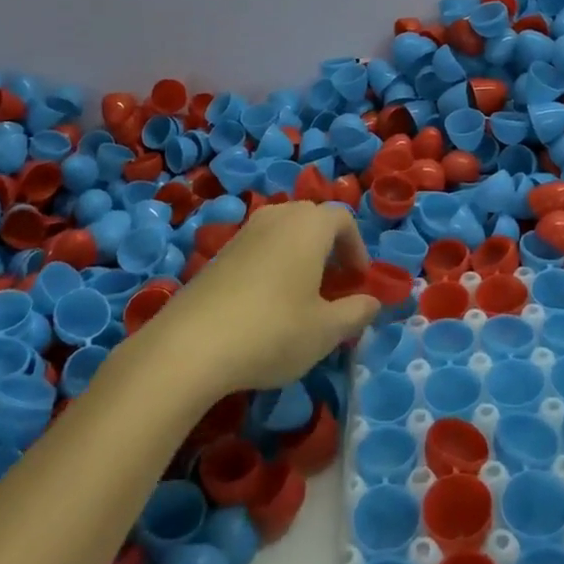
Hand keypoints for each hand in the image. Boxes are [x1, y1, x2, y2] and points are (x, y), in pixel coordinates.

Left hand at [148, 201, 381, 394]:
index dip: (356, 247)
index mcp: (308, 226)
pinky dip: (272, 264)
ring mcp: (243, 233)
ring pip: (282, 231)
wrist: (190, 345)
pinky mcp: (218, 254)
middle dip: (328, 247)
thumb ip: (356, 313)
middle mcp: (276, 218)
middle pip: (311, 219)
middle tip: (334, 284)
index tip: (358, 280)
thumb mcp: (326, 331)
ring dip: (299, 254)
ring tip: (301, 294)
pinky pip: (258, 247)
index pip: (342, 219)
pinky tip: (266, 304)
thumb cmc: (273, 331)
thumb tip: (372, 302)